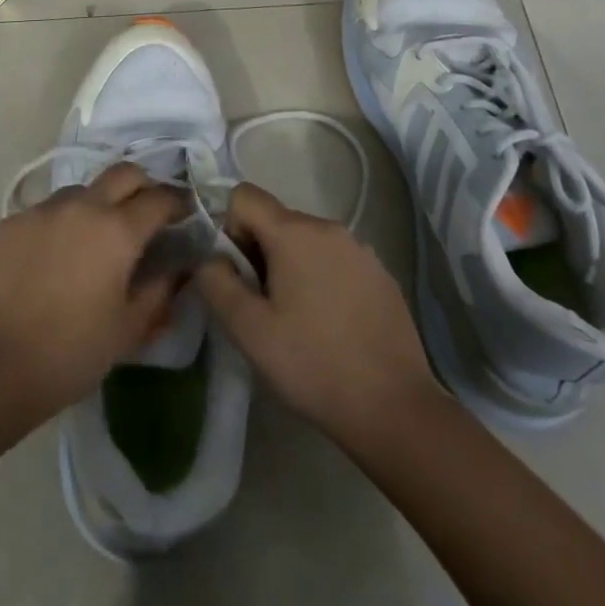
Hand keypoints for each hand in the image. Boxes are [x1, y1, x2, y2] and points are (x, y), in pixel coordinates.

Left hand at [0, 163, 184, 417]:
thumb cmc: (71, 352)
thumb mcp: (128, 329)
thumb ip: (159, 291)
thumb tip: (177, 268)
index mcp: (117, 230)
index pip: (159, 198)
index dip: (177, 203)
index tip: (184, 215)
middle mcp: (81, 206)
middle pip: (123, 173)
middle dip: (142, 186)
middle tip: (144, 215)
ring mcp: (40, 210)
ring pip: (80, 190)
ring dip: (97, 204)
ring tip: (93, 239)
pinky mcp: (8, 222)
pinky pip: (44, 211)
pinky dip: (59, 224)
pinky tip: (52, 258)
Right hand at [195, 181, 441, 446]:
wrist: (395, 409)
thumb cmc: (312, 364)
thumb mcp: (248, 330)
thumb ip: (216, 282)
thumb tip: (210, 258)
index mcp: (295, 232)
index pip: (244, 196)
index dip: (227, 227)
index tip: (234, 273)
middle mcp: (330, 228)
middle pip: (275, 219)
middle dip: (257, 251)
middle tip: (260, 304)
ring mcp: (361, 250)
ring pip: (306, 241)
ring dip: (289, 266)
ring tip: (295, 318)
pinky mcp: (381, 275)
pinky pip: (335, 260)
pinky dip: (321, 278)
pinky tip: (328, 325)